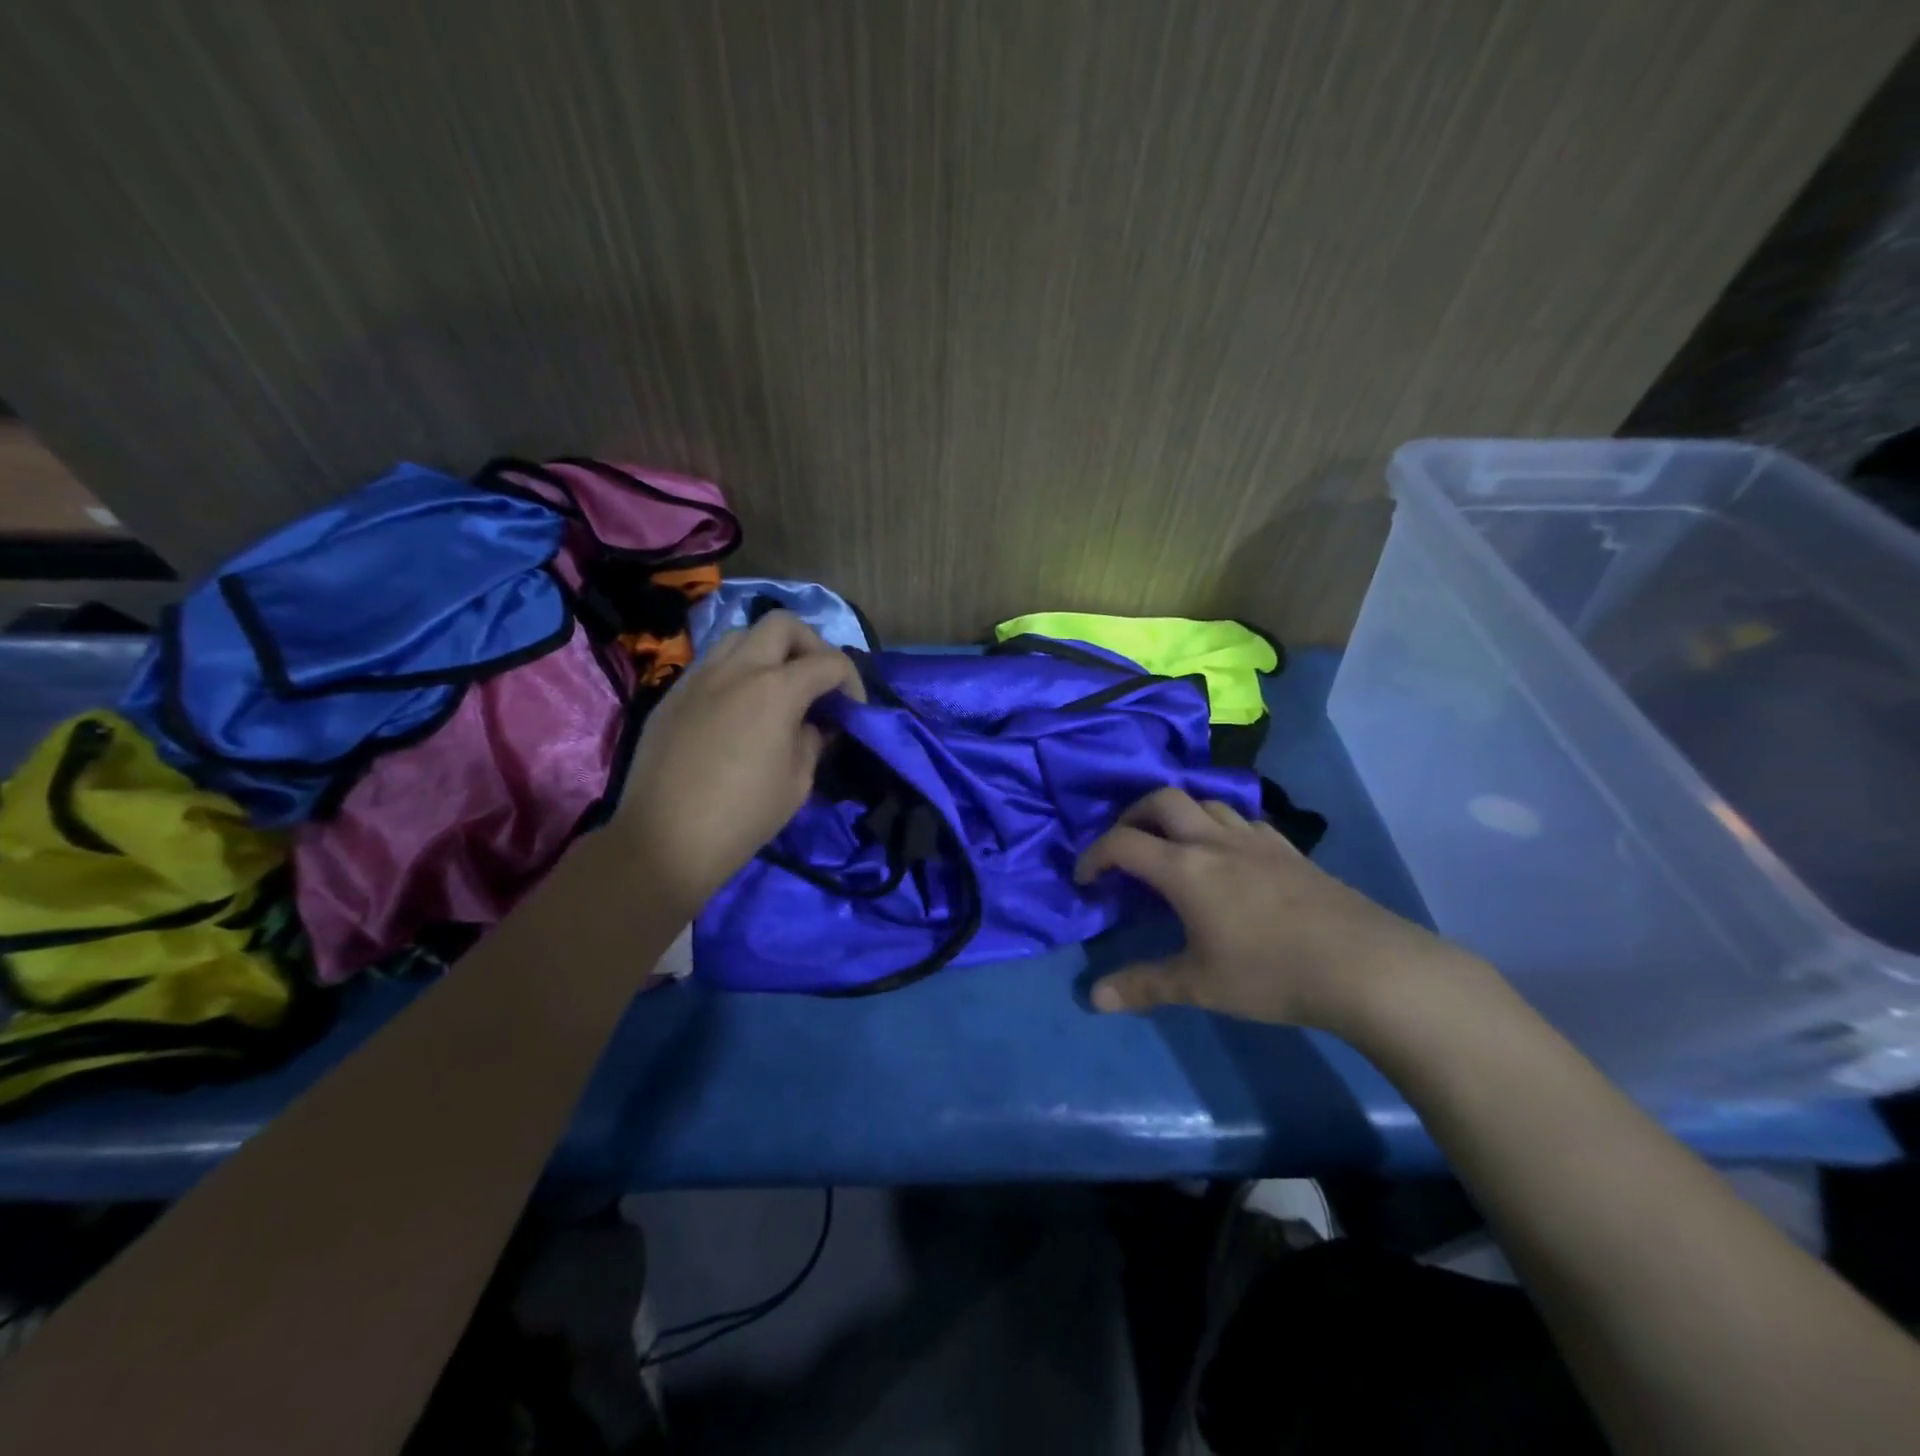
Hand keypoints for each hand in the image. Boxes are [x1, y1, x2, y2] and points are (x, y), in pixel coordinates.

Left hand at [615, 611, 863, 916]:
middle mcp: (737, 669)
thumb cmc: (742, 817)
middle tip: (816, 681)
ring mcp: (699, 677)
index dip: (851, 680)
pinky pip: (712, 663)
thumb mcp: (798, 783)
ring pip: (740, 635)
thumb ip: (812, 741)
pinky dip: (736, 671)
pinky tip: (738, 708)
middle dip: (811, 644)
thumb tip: (812, 724)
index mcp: (775, 690)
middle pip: (782, 624)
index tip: (853, 709)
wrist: (664, 841)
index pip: (828, 662)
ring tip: (776, 688)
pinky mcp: (673, 694)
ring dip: (768, 652)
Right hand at [1075, 787, 1483, 1032]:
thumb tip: (1094, 999)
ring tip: (1173, 845)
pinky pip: (1244, 821)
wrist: (1364, 965)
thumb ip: (1145, 986)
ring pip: (1206, 802)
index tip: (1084, 880)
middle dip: (1132, 815)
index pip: (1123, 843)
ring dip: (1179, 814)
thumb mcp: (1200, 985)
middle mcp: (1215, 841)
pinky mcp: (1290, 850)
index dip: (1094, 856)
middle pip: (1162, 799)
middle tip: (1125, 846)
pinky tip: (1230, 855)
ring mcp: (1257, 840)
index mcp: (1185, 868)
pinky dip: (1222, 826)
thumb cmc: (1271, 973)